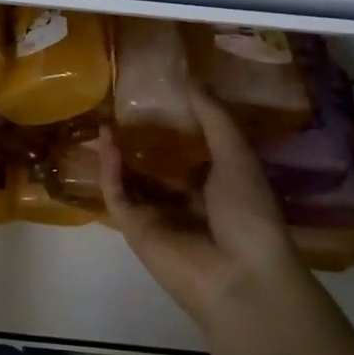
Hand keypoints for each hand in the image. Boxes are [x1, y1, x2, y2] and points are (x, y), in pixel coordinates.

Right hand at [97, 85, 302, 327]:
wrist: (241, 276)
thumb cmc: (249, 213)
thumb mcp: (237, 156)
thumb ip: (214, 118)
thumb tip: (192, 78)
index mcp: (214, 187)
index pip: (187, 155)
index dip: (172, 128)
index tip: (157, 97)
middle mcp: (184, 201)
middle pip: (153, 167)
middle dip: (138, 142)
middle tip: (120, 107)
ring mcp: (158, 217)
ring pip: (130, 180)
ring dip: (117, 153)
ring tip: (104, 119)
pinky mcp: (135, 230)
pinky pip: (118, 195)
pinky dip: (111, 170)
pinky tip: (108, 141)